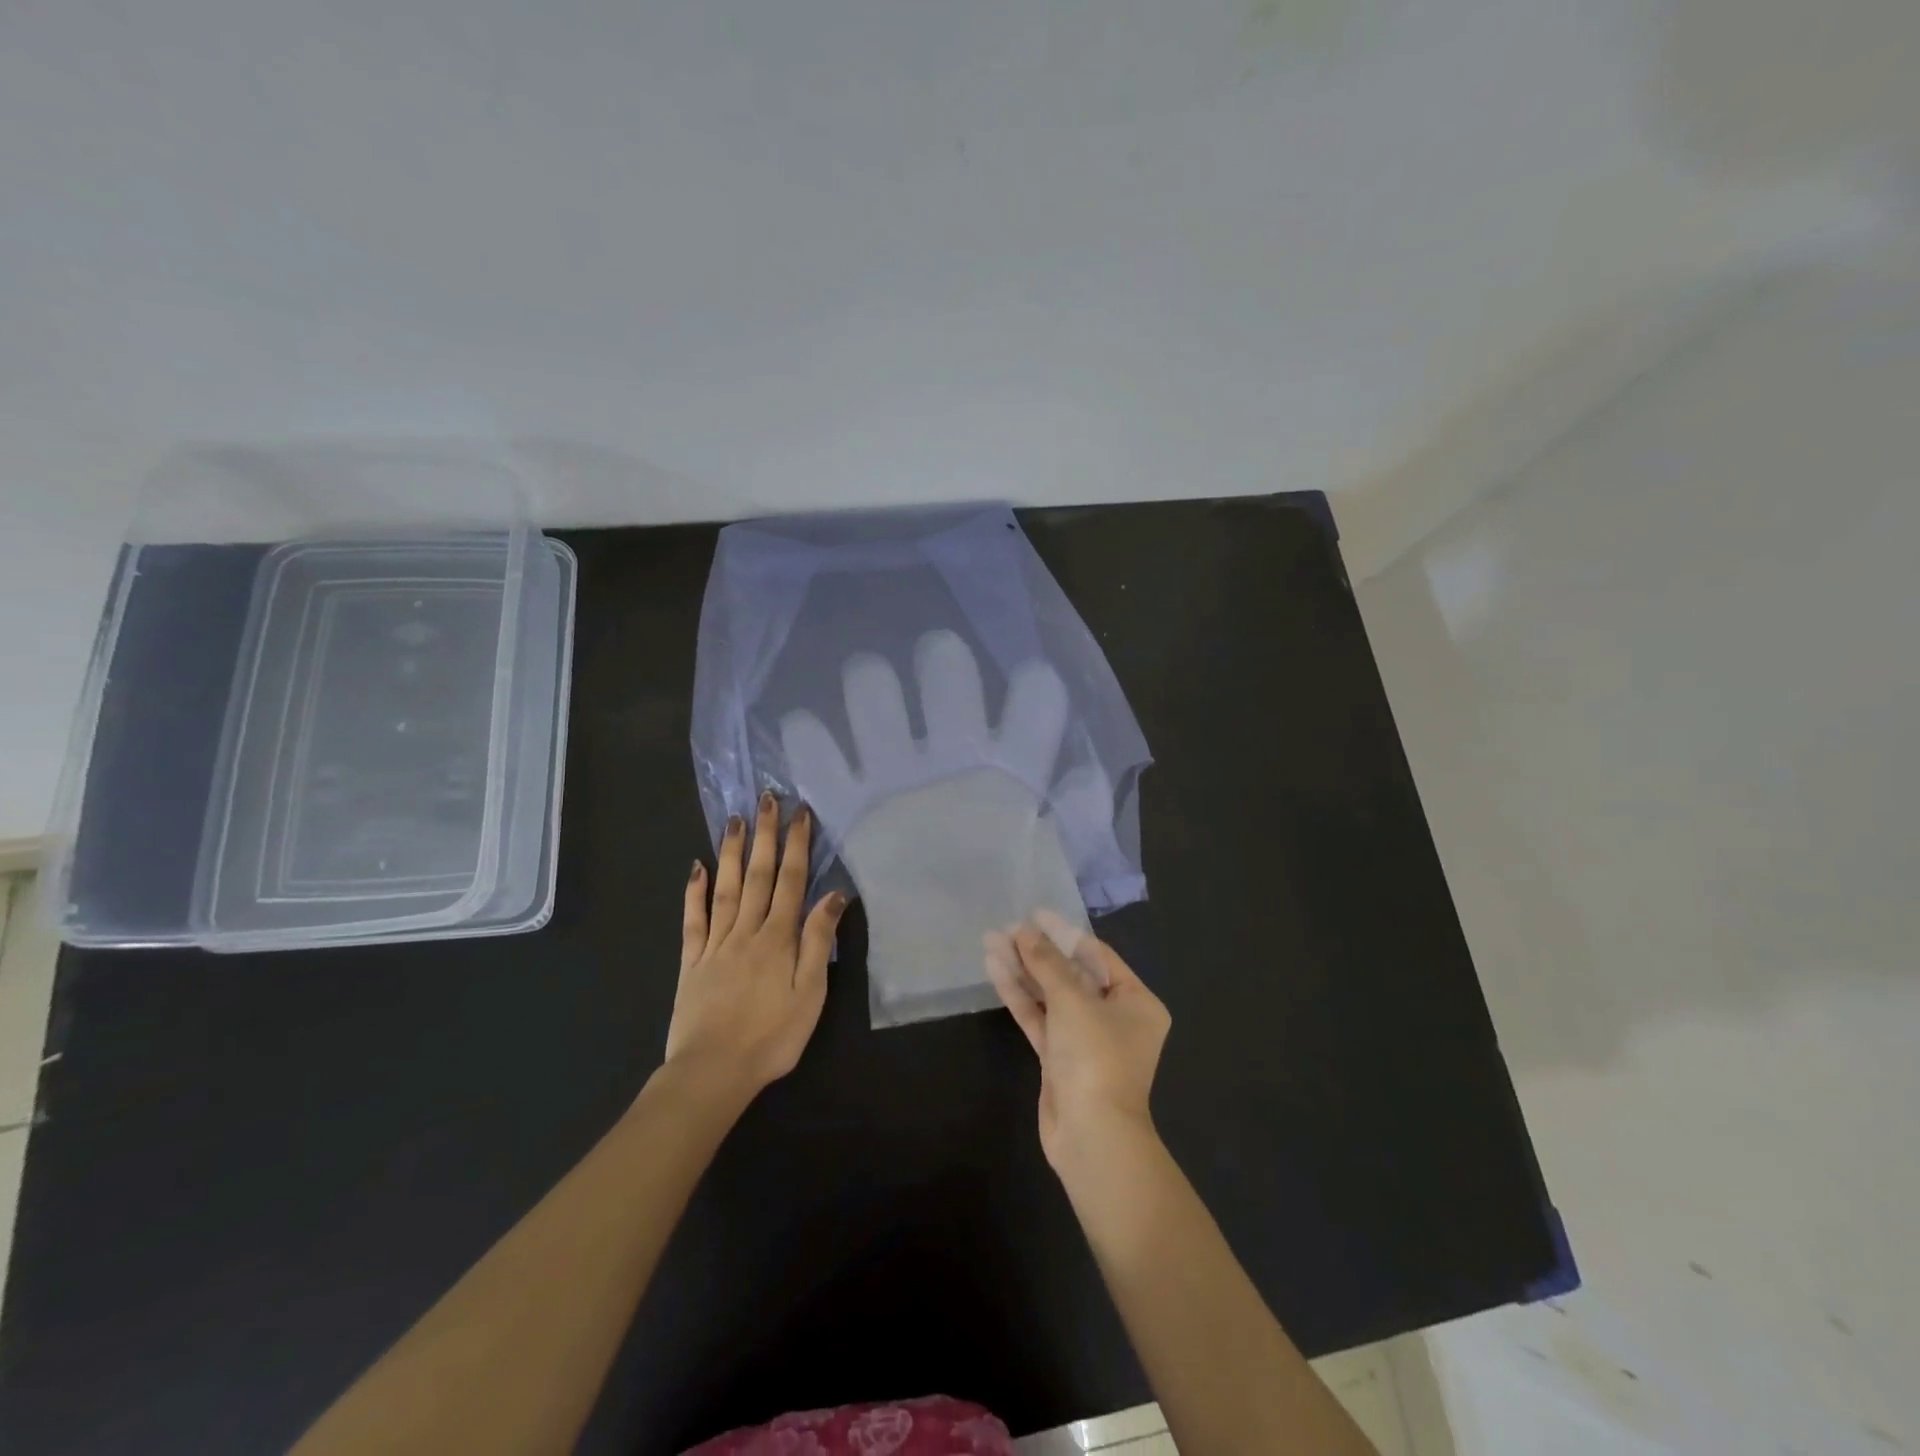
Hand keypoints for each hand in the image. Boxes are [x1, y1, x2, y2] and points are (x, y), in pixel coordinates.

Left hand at [666, 792, 849, 1100]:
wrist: (713, 1072)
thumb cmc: (771, 1037)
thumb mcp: (810, 994)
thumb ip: (819, 942)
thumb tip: (834, 895)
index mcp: (778, 938)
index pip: (790, 881)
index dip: (797, 845)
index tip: (800, 813)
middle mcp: (746, 930)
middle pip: (757, 874)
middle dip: (764, 835)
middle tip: (766, 798)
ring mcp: (715, 943)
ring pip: (724, 887)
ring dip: (730, 851)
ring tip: (734, 819)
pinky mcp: (691, 960)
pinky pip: (692, 918)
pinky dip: (694, 891)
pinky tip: (695, 867)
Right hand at [984, 911, 1170, 1171]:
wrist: (1092, 1136)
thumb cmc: (1096, 1057)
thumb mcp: (1073, 1001)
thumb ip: (1047, 963)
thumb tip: (1024, 931)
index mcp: (1136, 1001)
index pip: (1097, 956)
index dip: (1064, 933)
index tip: (1034, 914)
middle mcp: (1114, 1017)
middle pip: (1071, 974)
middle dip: (1038, 952)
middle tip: (1006, 928)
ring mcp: (1085, 1039)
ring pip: (1051, 996)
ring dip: (1023, 971)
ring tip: (992, 941)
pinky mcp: (1059, 1059)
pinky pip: (1040, 1018)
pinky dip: (1020, 996)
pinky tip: (995, 969)